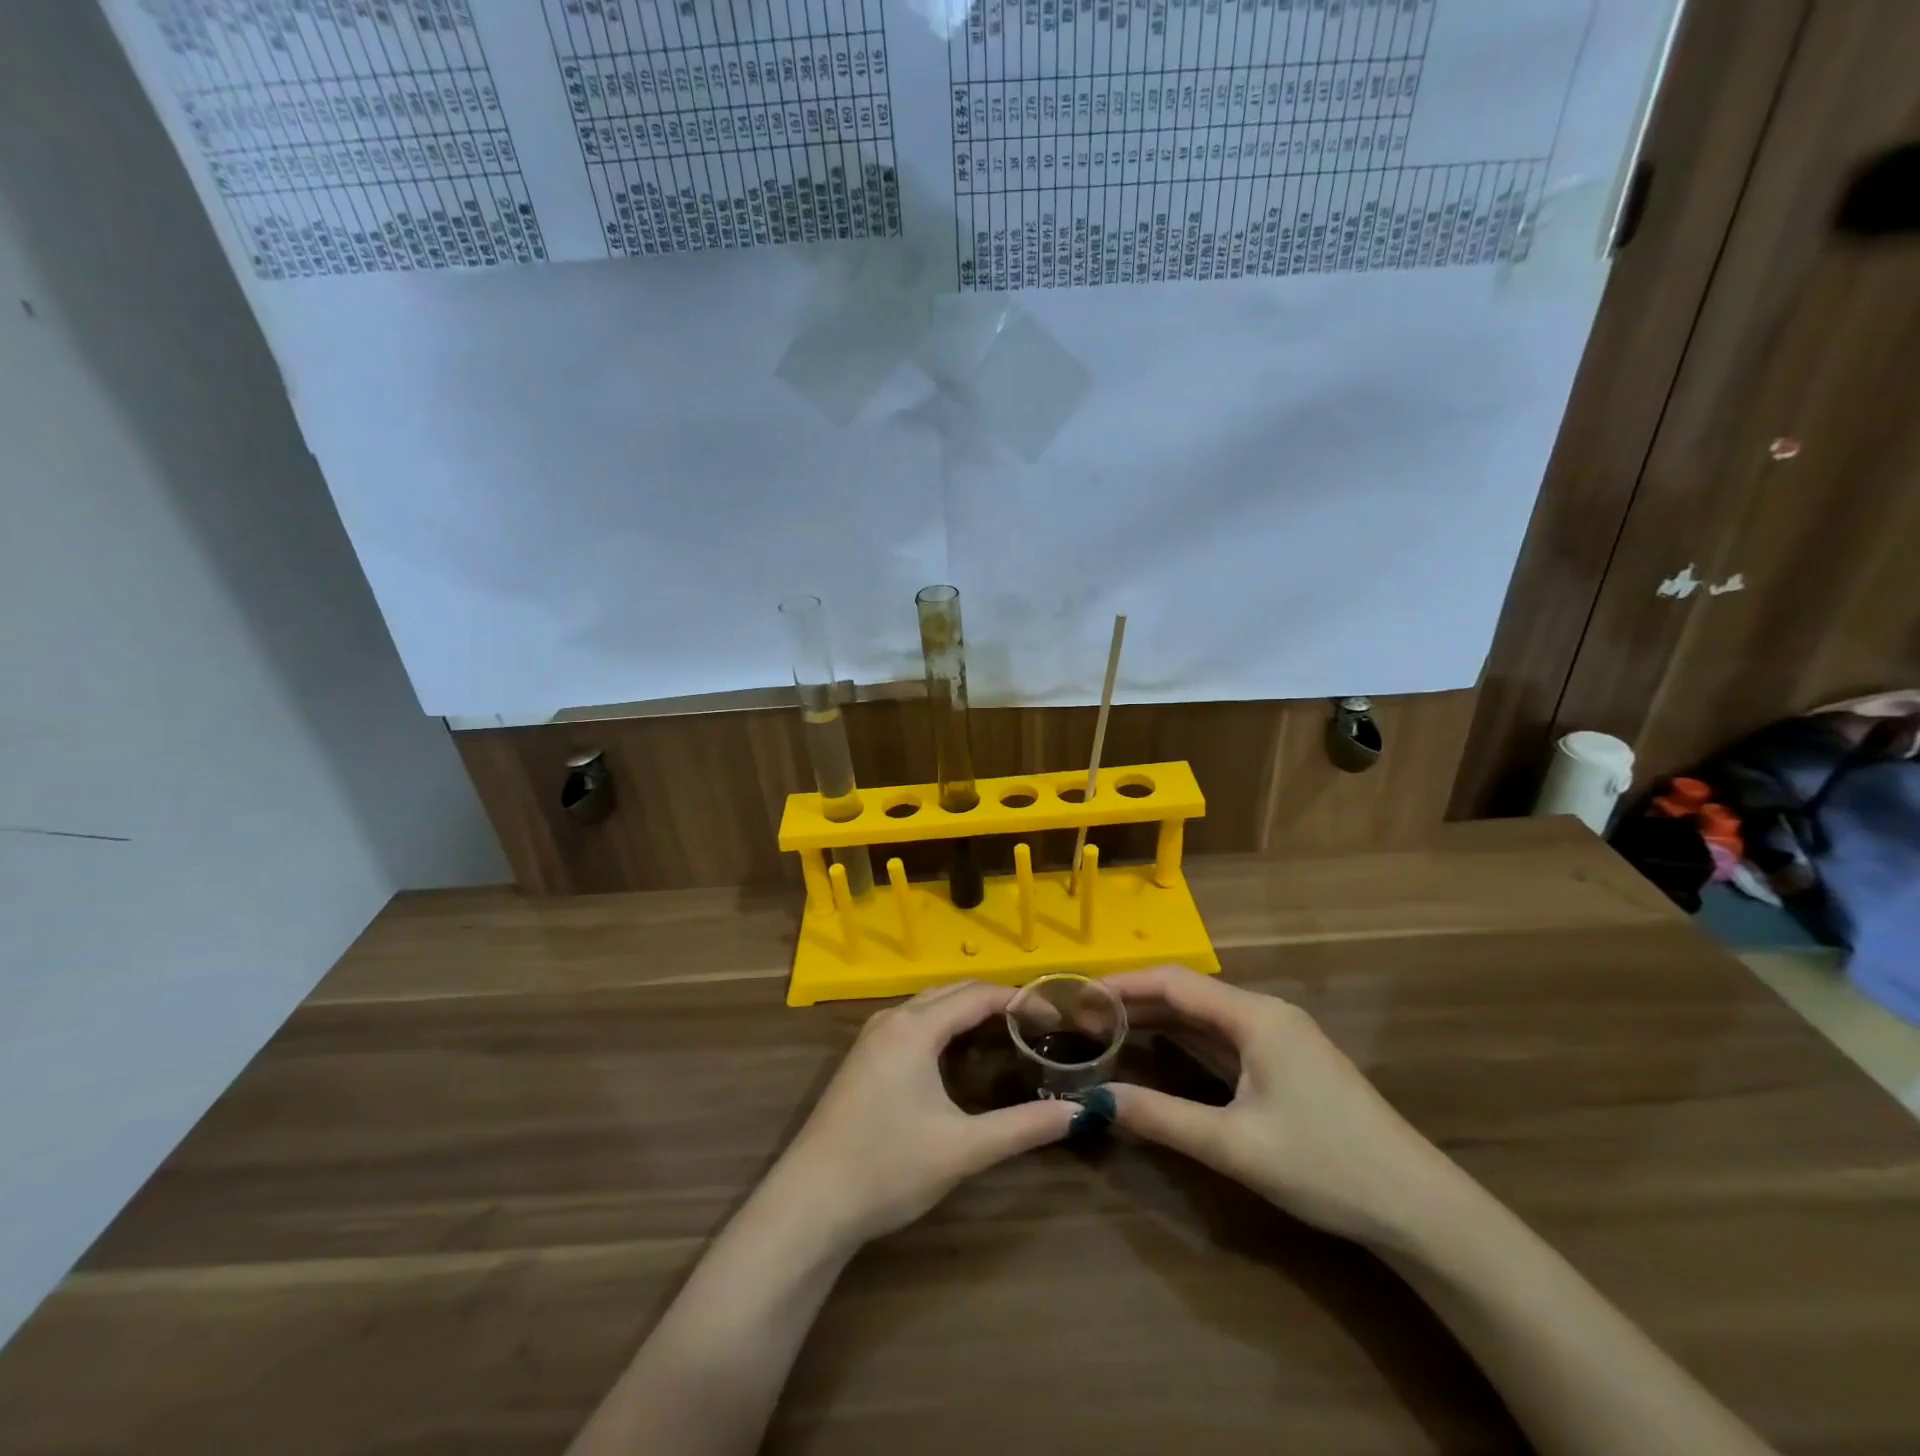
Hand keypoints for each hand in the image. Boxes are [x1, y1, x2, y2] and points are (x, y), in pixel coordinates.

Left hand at [770, 981, 1076, 1248]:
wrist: (810, 1203)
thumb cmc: (888, 1168)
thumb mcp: (963, 1149)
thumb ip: (1023, 1127)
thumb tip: (1078, 1113)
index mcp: (915, 1027)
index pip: (977, 995)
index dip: (1019, 1000)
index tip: (1054, 1016)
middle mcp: (892, 1018)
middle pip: (953, 991)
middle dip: (995, 1000)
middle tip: (1036, 1023)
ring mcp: (873, 1035)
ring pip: (930, 1004)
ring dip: (968, 1009)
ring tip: (1007, 1031)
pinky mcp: (864, 1056)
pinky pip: (913, 1021)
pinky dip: (944, 1024)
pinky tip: (959, 1052)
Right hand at [1105, 965, 1456, 1247]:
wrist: (1419, 1208)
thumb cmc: (1326, 1166)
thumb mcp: (1235, 1146)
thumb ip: (1162, 1118)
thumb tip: (1094, 1101)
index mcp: (1255, 1016)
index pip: (1174, 982)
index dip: (1123, 984)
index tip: (1078, 994)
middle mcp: (1265, 1013)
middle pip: (1188, 993)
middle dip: (1134, 1000)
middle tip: (1081, 1015)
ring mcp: (1279, 1037)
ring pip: (1205, 1015)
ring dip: (1158, 1019)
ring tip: (1106, 1028)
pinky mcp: (1286, 1062)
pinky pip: (1223, 1037)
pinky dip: (1185, 1039)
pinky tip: (1158, 1050)